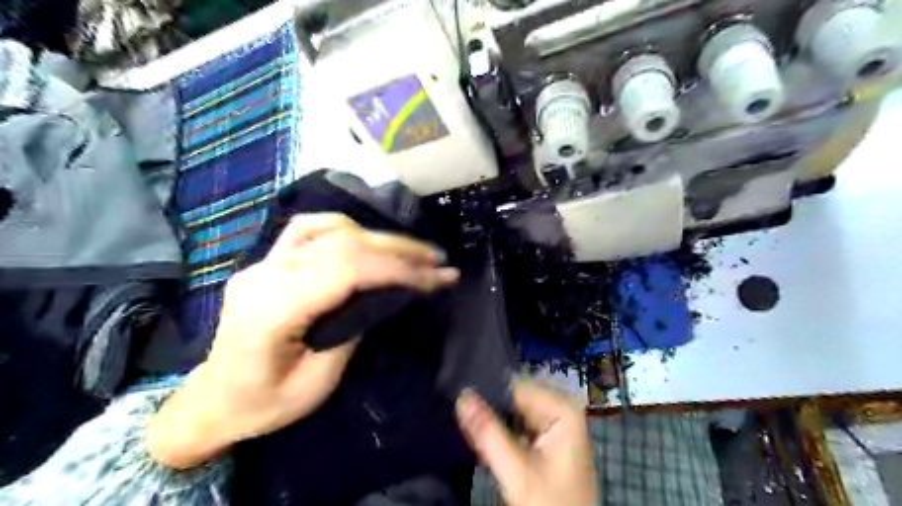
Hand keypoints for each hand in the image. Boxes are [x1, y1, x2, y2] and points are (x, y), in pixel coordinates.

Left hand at [149, 211, 457, 466]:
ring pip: (326, 227)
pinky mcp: (268, 261)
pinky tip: (367, 240)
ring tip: (408, 251)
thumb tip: (383, 297)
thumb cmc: (262, 405)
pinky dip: (346, 229)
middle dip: (396, 248)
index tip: (434, 277)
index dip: (395, 268)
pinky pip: (309, 230)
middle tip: (435, 260)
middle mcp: (265, 275)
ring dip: (375, 235)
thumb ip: (348, 333)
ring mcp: (262, 263)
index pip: (344, 270)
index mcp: (272, 311)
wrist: (211, 401)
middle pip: (340, 242)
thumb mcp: (315, 385)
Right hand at [460, 379, 596, 505]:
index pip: (514, 386)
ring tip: (478, 437)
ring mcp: (554, 421)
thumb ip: (488, 432)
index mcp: (562, 407)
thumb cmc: (549, 503)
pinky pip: (516, 423)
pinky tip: (491, 445)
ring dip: (494, 423)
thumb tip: (461, 396)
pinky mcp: (546, 436)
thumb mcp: (516, 471)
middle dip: (491, 410)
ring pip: (511, 411)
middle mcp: (560, 407)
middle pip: (513, 397)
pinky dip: (502, 433)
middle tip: (469, 426)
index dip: (487, 395)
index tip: (463, 406)